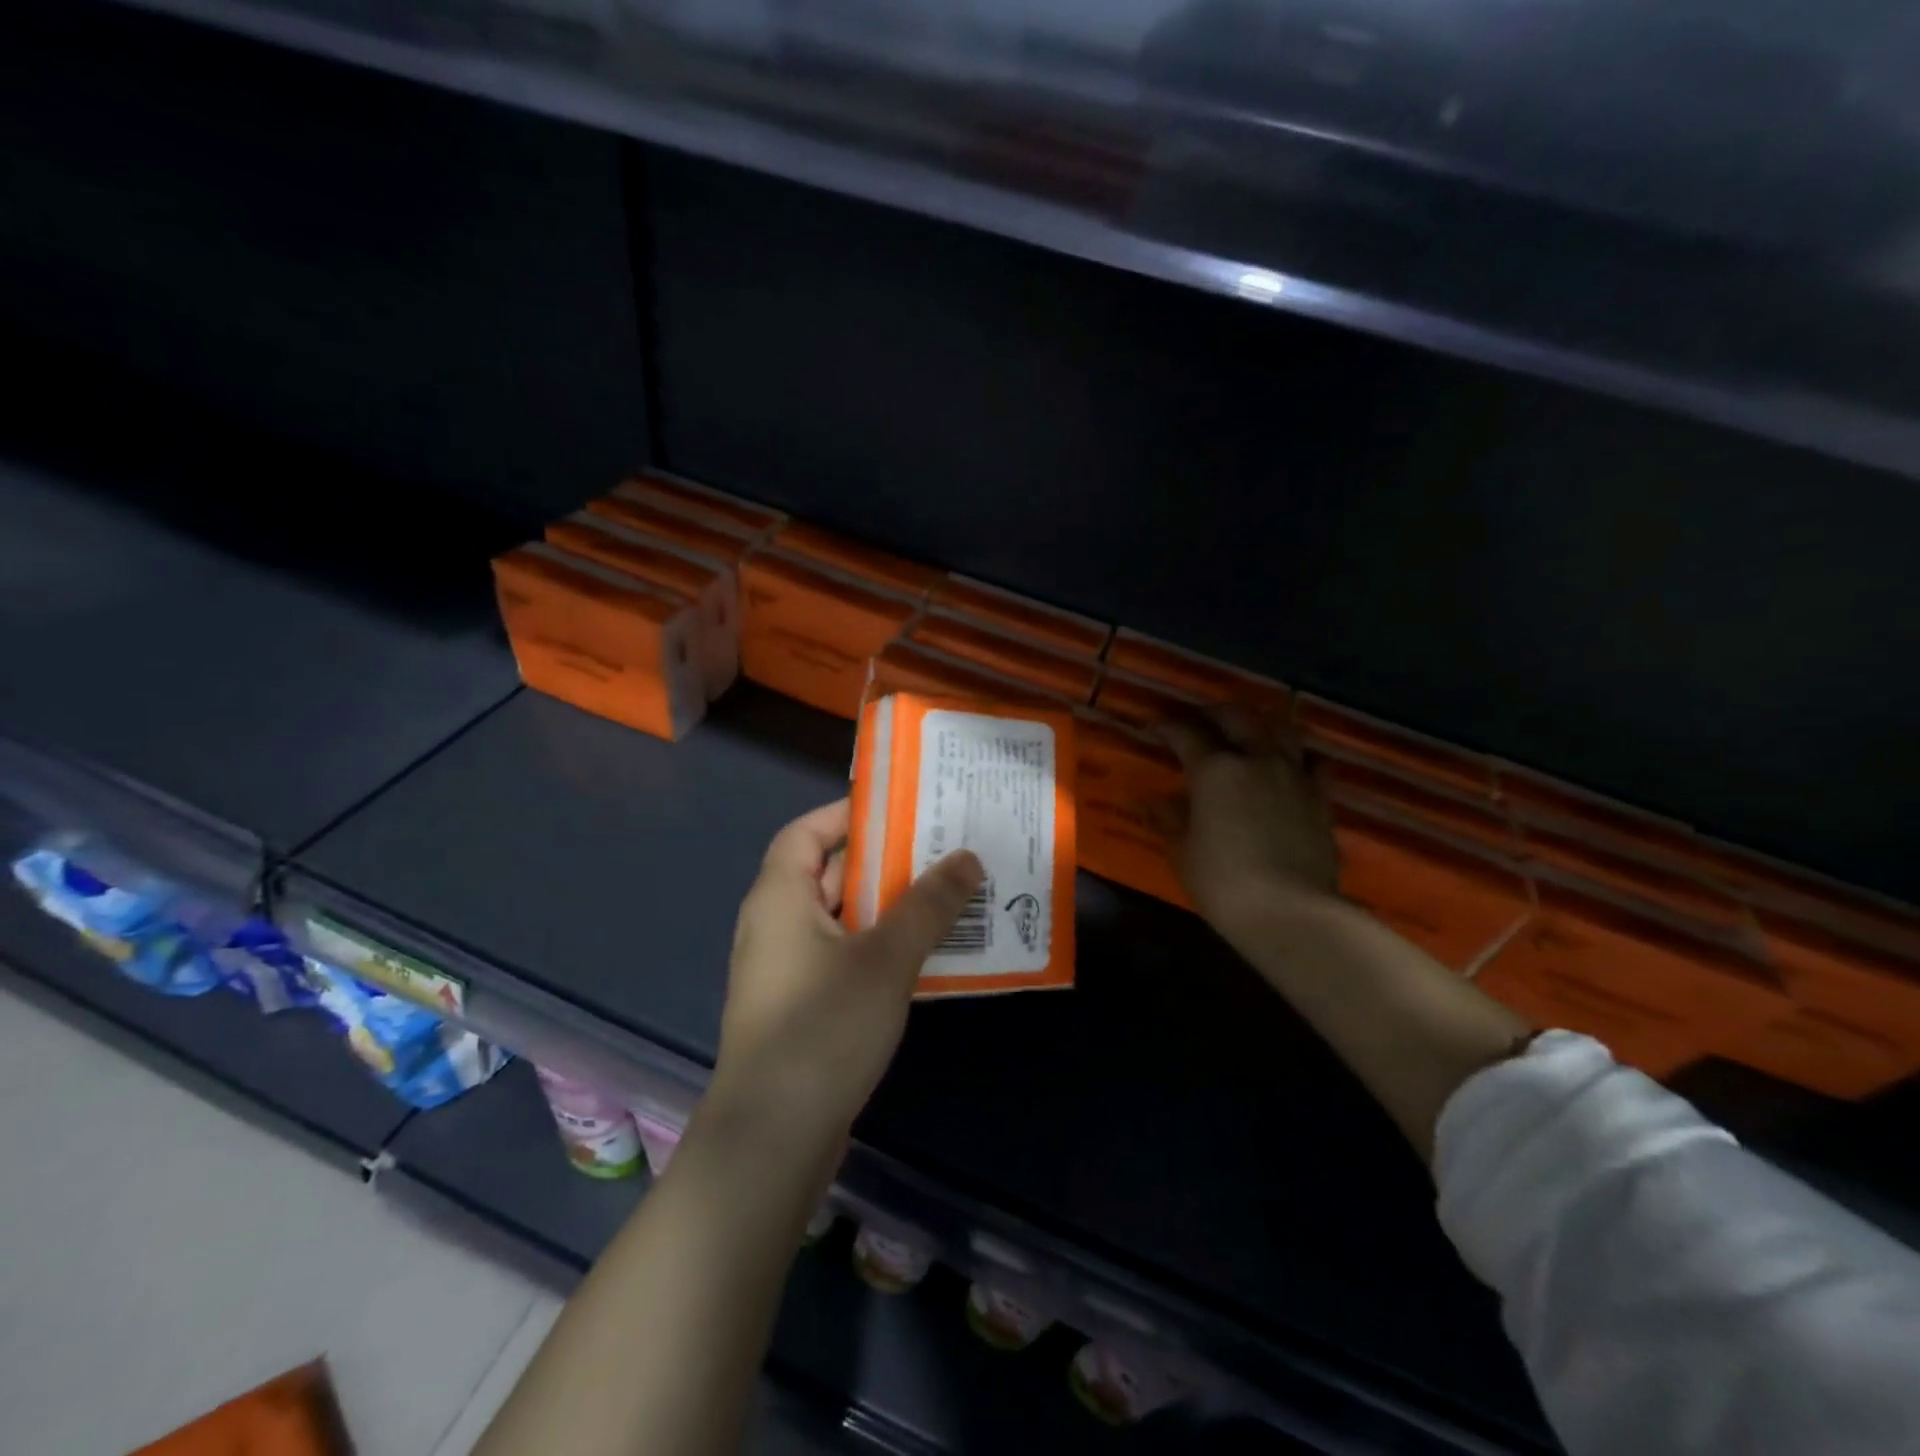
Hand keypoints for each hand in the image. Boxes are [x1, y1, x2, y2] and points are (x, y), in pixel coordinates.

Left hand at [710, 799, 983, 1150]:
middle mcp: (775, 925)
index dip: (849, 814)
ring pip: (844, 919)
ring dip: (891, 908)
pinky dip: (881, 948)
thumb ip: (929, 904)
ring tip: (948, 897)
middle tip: (942, 850)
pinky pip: (845, 957)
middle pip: (831, 873)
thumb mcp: (886, 958)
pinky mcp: (801, 1007)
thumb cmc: (823, 1028)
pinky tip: (927, 956)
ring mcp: (786, 970)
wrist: (772, 1139)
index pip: (807, 832)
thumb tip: (967, 857)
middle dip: (885, 861)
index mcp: (779, 897)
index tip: (902, 809)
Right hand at [1159, 706, 1339, 944]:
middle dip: (1214, 713)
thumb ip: (1170, 819)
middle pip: (1237, 717)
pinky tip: (1291, 764)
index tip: (1156, 727)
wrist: (1291, 912)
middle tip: (1199, 719)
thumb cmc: (1223, 882)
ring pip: (1280, 730)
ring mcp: (1294, 776)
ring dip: (1259, 724)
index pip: (1187, 734)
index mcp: (1215, 770)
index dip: (1169, 727)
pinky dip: (1299, 756)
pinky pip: (1313, 763)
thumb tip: (1155, 802)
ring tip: (1246, 732)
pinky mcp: (1321, 798)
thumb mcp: (1183, 851)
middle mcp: (1257, 760)